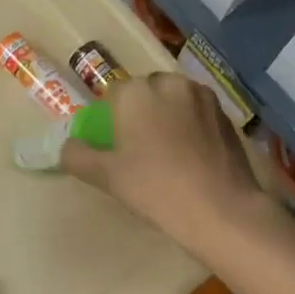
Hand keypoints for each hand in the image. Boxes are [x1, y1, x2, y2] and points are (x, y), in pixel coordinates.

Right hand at [61, 73, 269, 245]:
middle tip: (141, 149)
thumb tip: (68, 146)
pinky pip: (198, 112)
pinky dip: (192, 125)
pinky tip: (193, 156)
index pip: (114, 94)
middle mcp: (170, 83)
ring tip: (170, 152)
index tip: (116, 145)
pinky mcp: (226, 114)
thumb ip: (77, 156)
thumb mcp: (106, 177)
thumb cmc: (156, 189)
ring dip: (168, 115)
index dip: (112, 118)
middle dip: (141, 112)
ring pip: (175, 99)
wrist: (221, 210)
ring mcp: (202, 96)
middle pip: (147, 92)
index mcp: (137, 91)